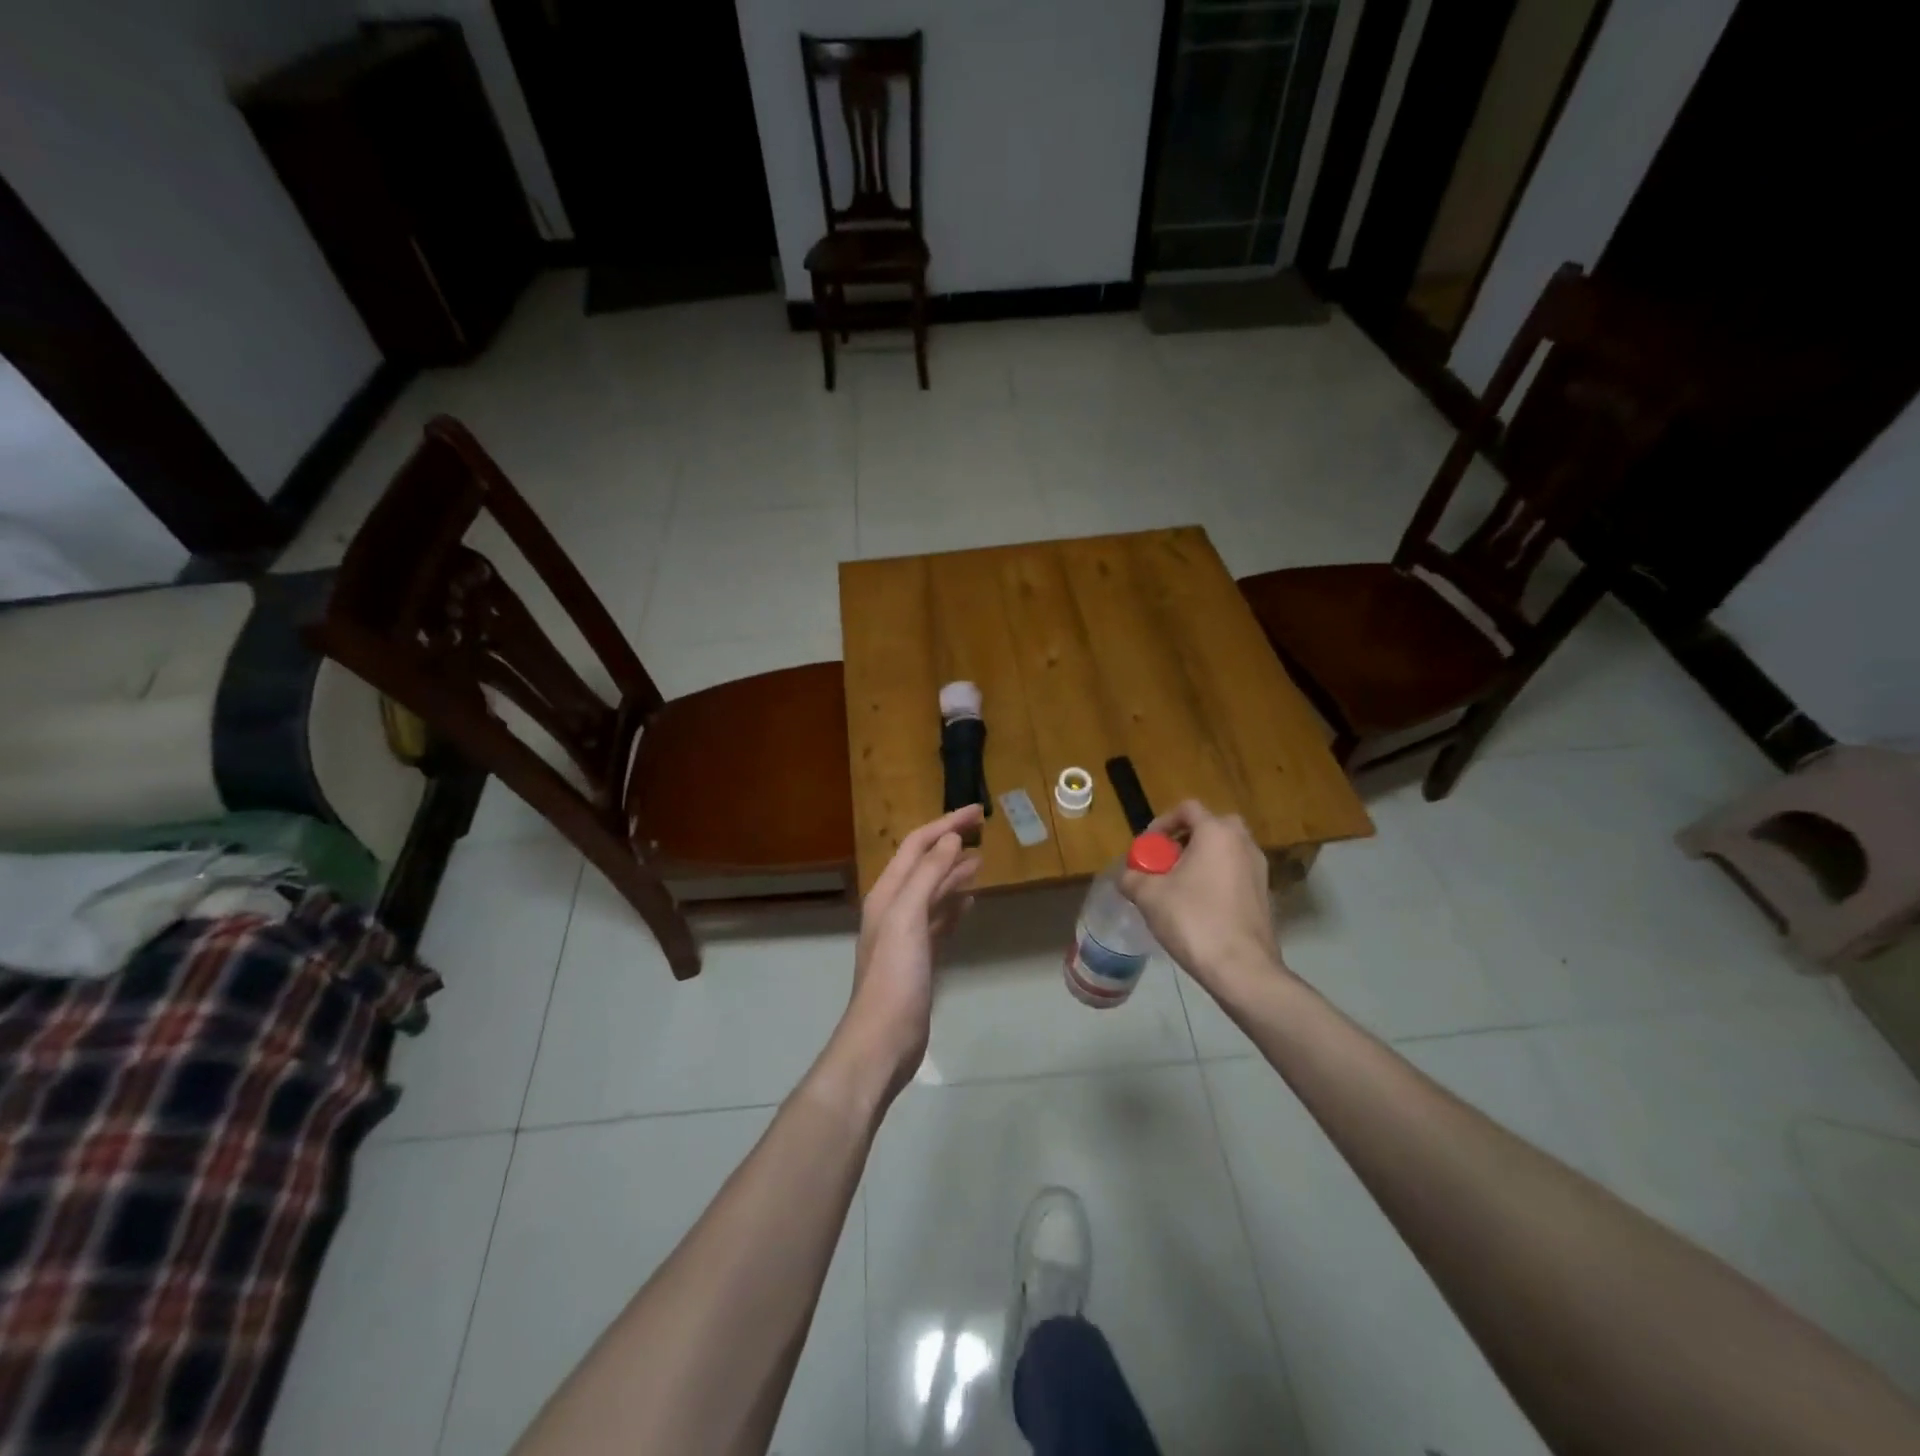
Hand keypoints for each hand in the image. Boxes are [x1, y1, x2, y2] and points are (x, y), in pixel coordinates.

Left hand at [837, 804, 982, 1099]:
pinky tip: (971, 903)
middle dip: (950, 843)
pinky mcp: (919, 957)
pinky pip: (939, 919)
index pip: (917, 845)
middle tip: (982, 830)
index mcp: (887, 893)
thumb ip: (928, 876)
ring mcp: (906, 934)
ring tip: (980, 861)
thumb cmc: (895, 976)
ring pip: (933, 891)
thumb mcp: (908, 918)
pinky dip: (954, 906)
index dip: (946, 824)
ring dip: (954, 873)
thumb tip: (950, 840)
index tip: (978, 812)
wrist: (883, 1039)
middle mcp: (893, 907)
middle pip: (924, 864)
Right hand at [1119, 800, 1286, 997]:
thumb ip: (1132, 877)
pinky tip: (1199, 907)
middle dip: (1185, 840)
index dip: (1162, 823)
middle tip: (1165, 862)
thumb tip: (1126, 876)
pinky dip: (1216, 879)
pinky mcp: (1264, 894)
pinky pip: (1235, 873)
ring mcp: (1258, 870)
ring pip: (1224, 851)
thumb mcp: (1149, 896)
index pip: (1187, 809)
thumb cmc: (1194, 920)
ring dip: (1201, 860)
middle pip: (1210, 826)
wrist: (1242, 968)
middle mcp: (1243, 843)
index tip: (1147, 847)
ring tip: (1178, 887)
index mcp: (1217, 833)